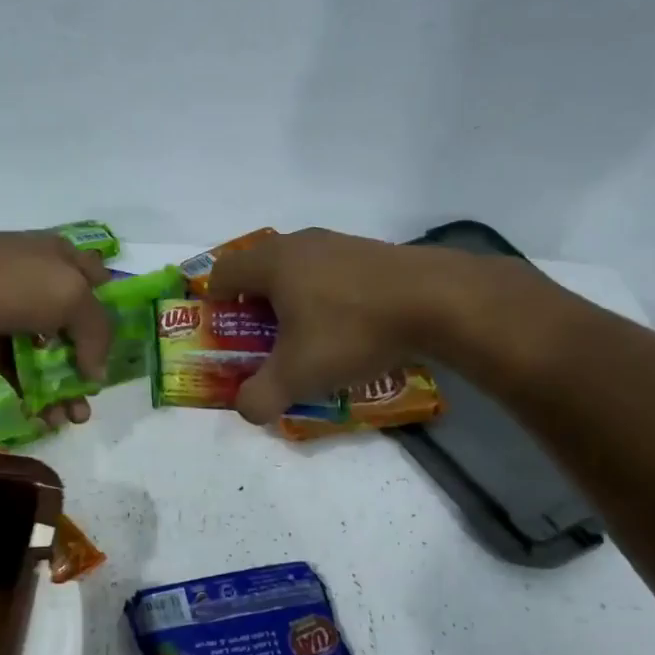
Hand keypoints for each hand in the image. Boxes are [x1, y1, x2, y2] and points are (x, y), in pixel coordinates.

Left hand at [0, 232, 113, 425]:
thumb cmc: (12, 283)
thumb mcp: (71, 297)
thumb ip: (96, 333)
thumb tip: (96, 374)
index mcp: (63, 259)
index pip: (101, 283)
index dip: (114, 313)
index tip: (123, 348)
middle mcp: (41, 284)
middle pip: (76, 328)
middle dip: (90, 364)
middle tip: (95, 395)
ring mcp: (14, 315)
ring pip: (50, 356)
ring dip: (65, 388)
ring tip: (74, 418)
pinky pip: (22, 372)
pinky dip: (34, 395)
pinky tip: (45, 417)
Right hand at [205, 228, 443, 424]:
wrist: (439, 302)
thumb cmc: (351, 331)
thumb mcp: (297, 376)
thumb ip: (260, 397)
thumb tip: (247, 410)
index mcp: (272, 263)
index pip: (222, 272)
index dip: (215, 303)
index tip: (227, 333)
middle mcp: (300, 244)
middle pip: (259, 270)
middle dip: (254, 307)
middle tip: (264, 341)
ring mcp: (338, 244)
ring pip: (297, 271)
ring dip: (292, 303)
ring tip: (308, 339)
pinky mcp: (371, 253)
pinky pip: (331, 274)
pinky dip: (326, 299)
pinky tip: (348, 330)